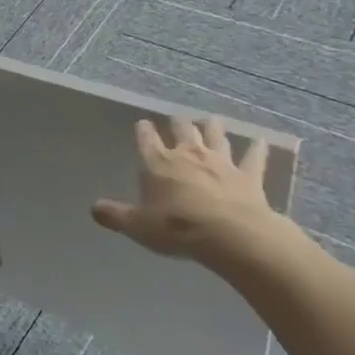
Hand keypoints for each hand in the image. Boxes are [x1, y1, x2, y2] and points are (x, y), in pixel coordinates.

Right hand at [91, 116, 293, 265]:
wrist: (229, 235)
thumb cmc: (176, 228)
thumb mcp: (138, 226)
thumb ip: (116, 215)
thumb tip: (94, 209)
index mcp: (158, 163)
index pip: (147, 139)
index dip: (144, 131)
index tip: (143, 124)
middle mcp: (188, 155)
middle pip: (183, 130)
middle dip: (179, 123)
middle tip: (177, 119)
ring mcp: (221, 162)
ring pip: (216, 137)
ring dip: (213, 128)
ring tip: (212, 120)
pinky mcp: (248, 176)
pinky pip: (253, 158)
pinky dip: (256, 149)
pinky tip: (261, 141)